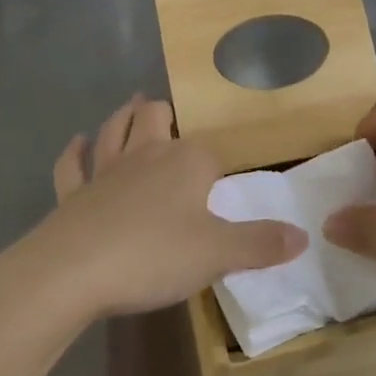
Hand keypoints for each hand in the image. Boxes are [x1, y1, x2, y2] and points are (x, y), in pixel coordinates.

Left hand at [28, 97, 308, 318]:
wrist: (74, 271)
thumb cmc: (154, 254)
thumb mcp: (218, 254)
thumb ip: (260, 243)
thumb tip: (303, 235)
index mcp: (186, 162)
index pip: (209, 152)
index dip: (216, 165)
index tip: (221, 181)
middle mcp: (146, 155)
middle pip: (152, 119)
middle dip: (160, 113)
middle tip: (164, 111)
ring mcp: (104, 171)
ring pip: (113, 131)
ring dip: (121, 117)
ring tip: (130, 105)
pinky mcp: (73, 194)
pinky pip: (72, 166)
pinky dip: (75, 152)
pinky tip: (77, 143)